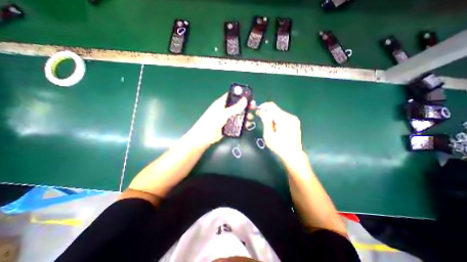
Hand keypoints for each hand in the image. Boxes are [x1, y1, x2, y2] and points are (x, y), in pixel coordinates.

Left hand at [187, 93, 249, 148]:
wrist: (204, 136)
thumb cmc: (212, 122)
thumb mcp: (224, 113)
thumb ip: (235, 108)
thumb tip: (245, 99)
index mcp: (222, 103)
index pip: (232, 96)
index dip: (240, 96)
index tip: (249, 98)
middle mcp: (225, 109)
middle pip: (237, 106)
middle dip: (245, 107)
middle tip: (253, 109)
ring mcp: (226, 118)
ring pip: (238, 115)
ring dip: (245, 116)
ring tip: (251, 119)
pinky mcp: (228, 126)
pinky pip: (237, 123)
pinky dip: (242, 124)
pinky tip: (247, 126)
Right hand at [255, 102, 302, 158]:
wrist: (293, 155)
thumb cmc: (279, 147)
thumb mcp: (269, 135)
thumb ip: (266, 122)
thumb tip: (262, 112)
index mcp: (284, 119)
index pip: (271, 106)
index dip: (263, 107)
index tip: (257, 111)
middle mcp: (290, 116)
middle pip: (275, 109)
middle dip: (267, 113)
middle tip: (261, 119)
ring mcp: (294, 119)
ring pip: (279, 113)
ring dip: (272, 117)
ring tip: (269, 126)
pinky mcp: (295, 122)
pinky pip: (283, 116)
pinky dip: (277, 119)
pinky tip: (275, 127)